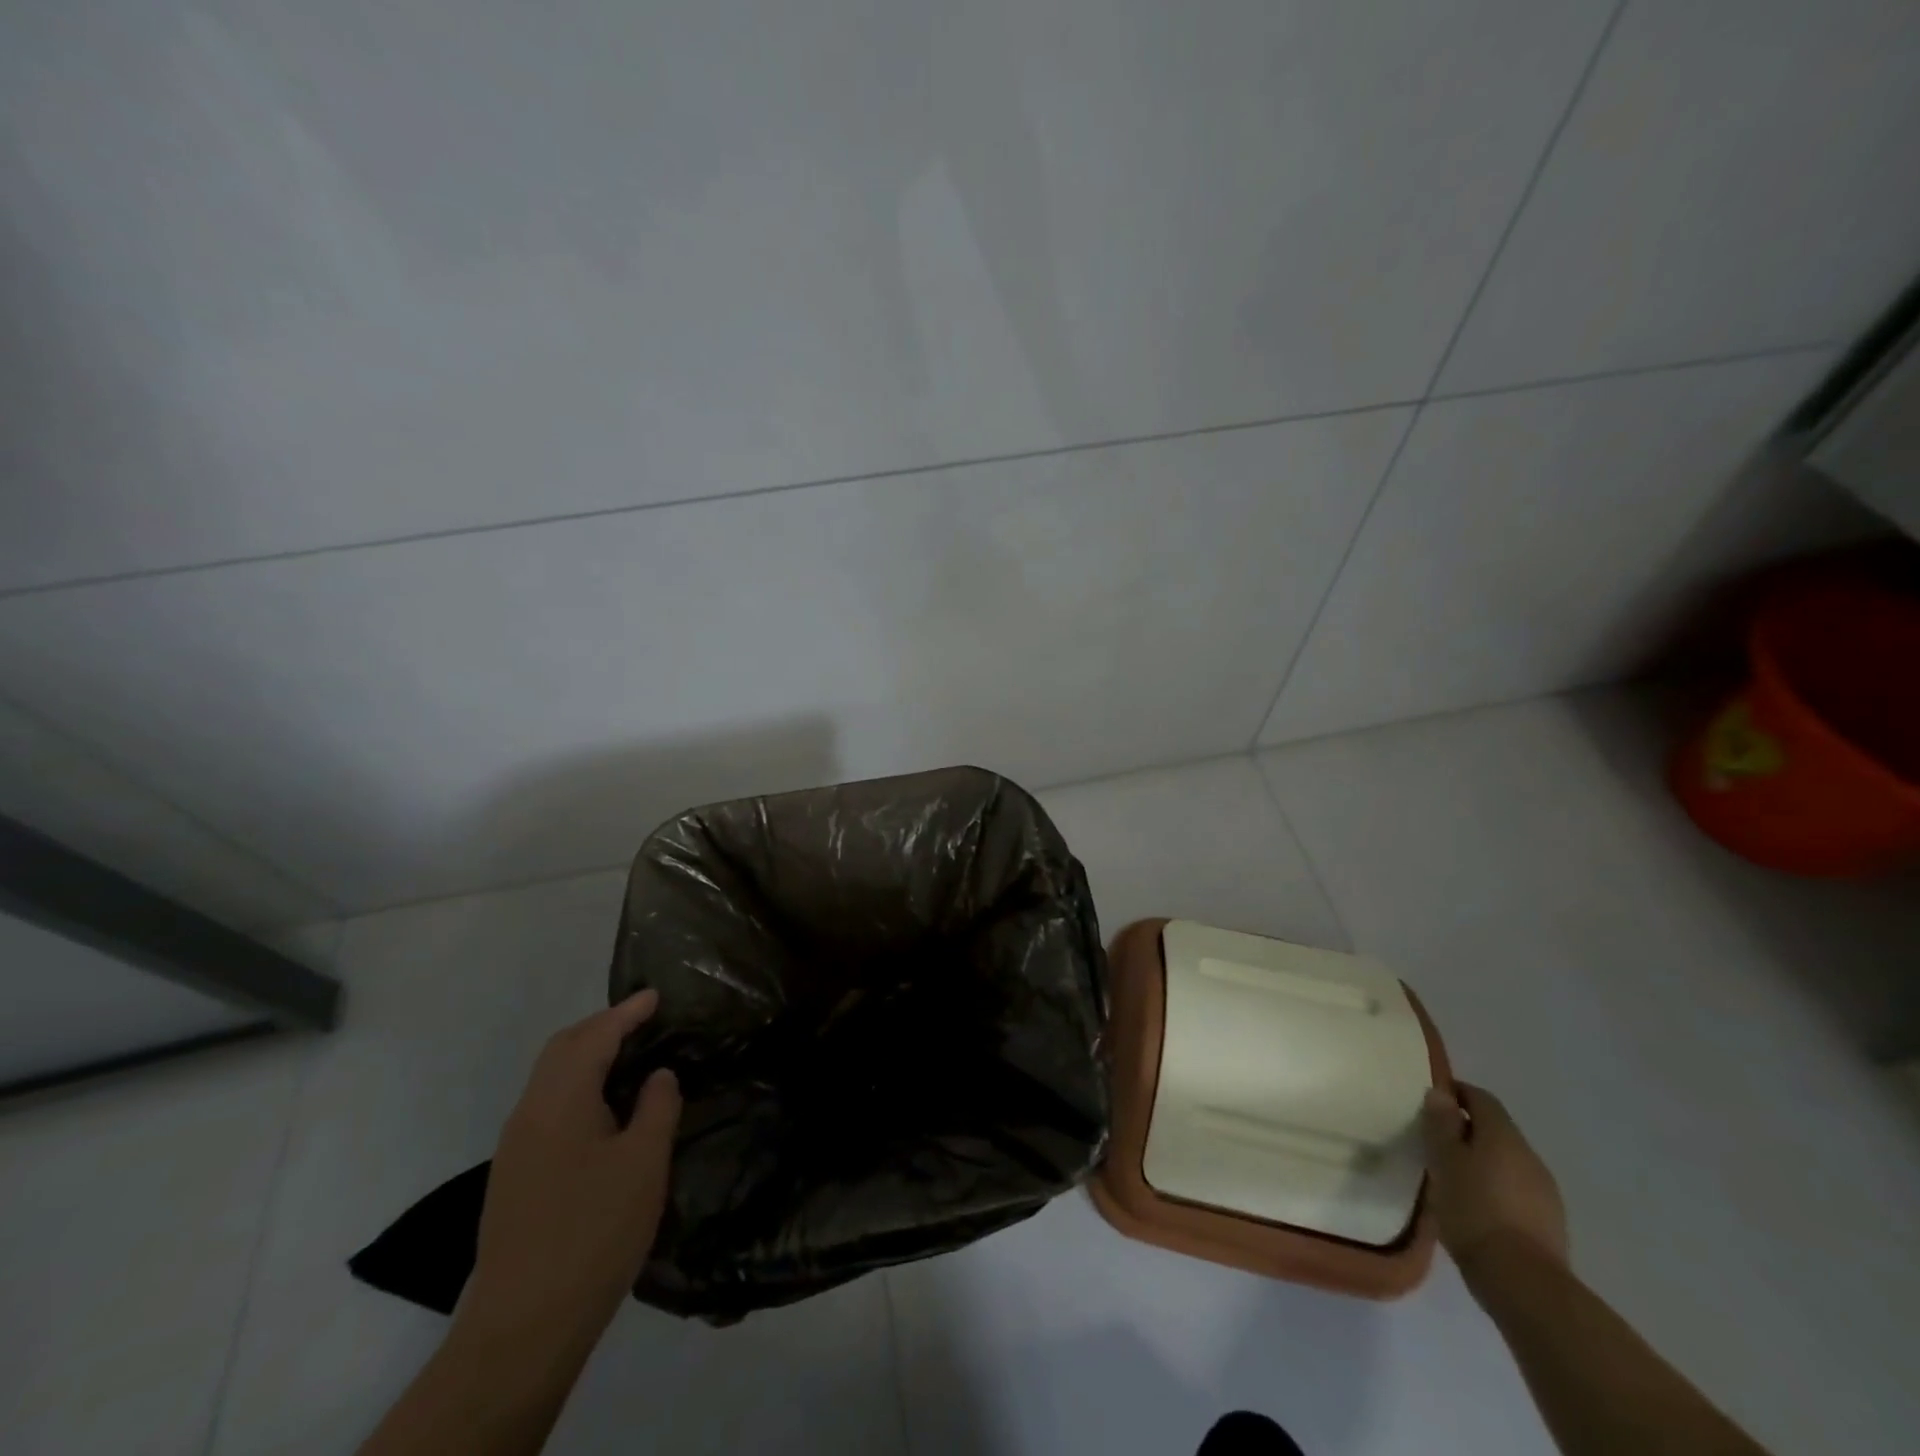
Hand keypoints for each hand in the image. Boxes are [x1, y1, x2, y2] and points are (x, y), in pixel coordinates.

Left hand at [460, 990, 681, 1350]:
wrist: (524, 1325)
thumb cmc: (594, 1231)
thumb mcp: (644, 1162)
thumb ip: (657, 1106)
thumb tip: (659, 1075)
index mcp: (561, 1100)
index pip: (595, 1036)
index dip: (627, 1012)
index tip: (655, 996)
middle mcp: (530, 1112)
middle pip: (562, 1048)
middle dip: (601, 1026)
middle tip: (643, 1020)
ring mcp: (516, 1146)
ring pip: (550, 1078)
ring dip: (587, 1055)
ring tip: (628, 1056)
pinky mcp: (514, 1175)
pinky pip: (547, 1105)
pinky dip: (577, 1085)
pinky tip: (603, 1108)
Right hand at [1421, 1082, 1567, 1275]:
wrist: (1524, 1283)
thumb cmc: (1473, 1210)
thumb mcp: (1444, 1161)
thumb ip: (1441, 1125)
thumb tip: (1441, 1094)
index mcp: (1503, 1135)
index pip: (1481, 1098)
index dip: (1456, 1093)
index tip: (1431, 1102)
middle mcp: (1529, 1156)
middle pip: (1496, 1129)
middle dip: (1467, 1129)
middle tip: (1436, 1141)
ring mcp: (1545, 1191)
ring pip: (1507, 1161)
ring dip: (1482, 1160)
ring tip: (1453, 1176)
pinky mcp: (1550, 1222)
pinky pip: (1517, 1190)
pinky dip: (1496, 1187)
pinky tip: (1477, 1206)